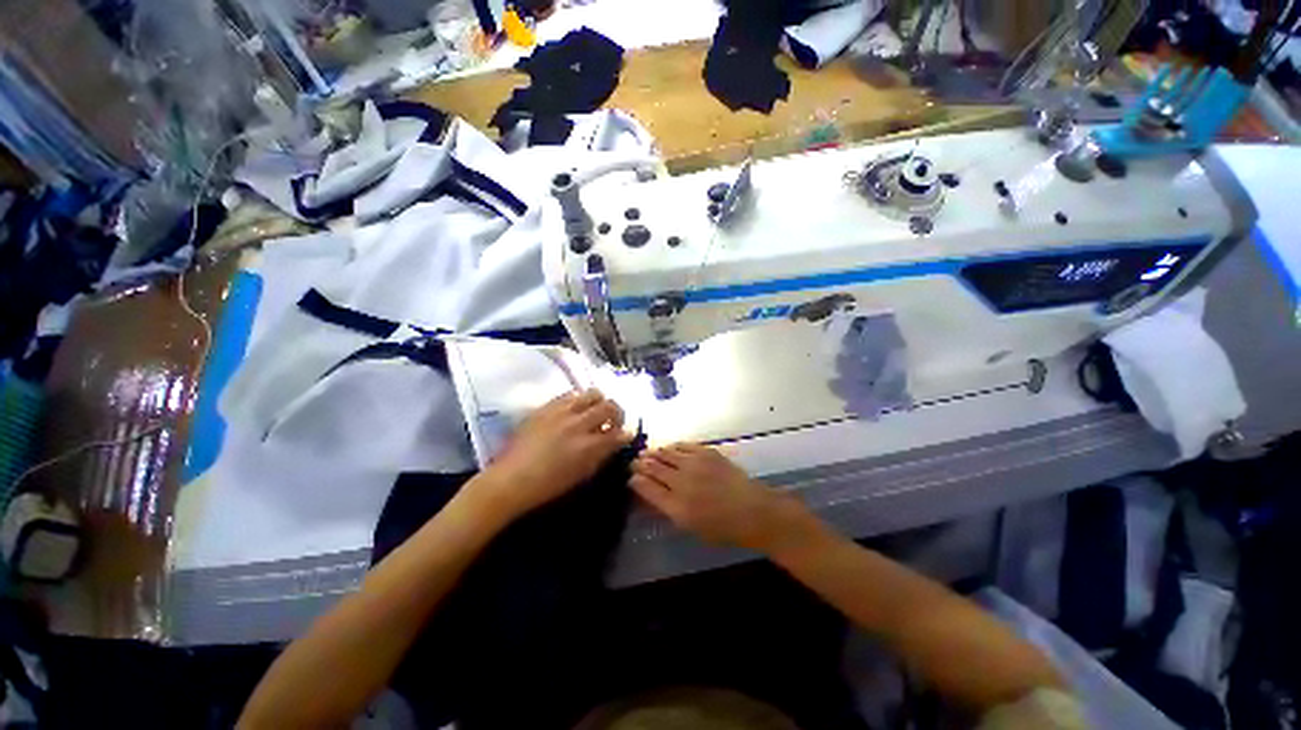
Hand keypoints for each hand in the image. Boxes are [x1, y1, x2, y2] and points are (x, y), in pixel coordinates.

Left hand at [469, 389, 631, 521]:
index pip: (619, 432)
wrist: (510, 480)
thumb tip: (614, 442)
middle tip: (613, 421)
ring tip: (594, 411)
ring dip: (599, 402)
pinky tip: (575, 410)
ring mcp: (562, 412)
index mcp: (589, 446)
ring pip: (592, 393)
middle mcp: (579, 424)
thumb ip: (601, 455)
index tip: (626, 435)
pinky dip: (579, 400)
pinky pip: (570, 394)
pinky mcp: (547, 406)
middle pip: (610, 406)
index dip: (627, 433)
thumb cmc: (548, 485)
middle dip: (618, 413)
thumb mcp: (581, 474)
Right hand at [629, 443, 813, 553]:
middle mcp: (682, 482)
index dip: (635, 480)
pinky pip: (682, 445)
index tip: (630, 476)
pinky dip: (672, 446)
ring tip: (648, 452)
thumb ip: (668, 508)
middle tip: (634, 461)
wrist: (753, 511)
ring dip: (654, 452)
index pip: (647, 488)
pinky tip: (669, 447)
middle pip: (654, 467)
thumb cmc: (722, 528)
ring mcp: (695, 464)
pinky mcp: (706, 452)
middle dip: (641, 463)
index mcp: (676, 506)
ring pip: (666, 452)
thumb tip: (651, 493)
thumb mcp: (690, 527)